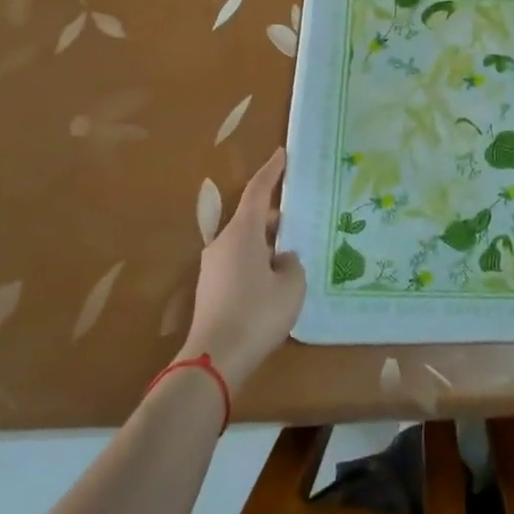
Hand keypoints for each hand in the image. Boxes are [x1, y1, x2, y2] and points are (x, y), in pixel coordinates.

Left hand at [180, 147, 304, 392]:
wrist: (215, 360)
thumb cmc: (257, 313)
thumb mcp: (291, 285)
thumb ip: (292, 263)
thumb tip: (282, 258)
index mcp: (242, 232)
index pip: (257, 191)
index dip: (271, 171)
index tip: (282, 154)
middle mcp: (223, 243)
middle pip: (251, 218)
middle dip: (275, 216)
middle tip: (302, 219)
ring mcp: (213, 267)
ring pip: (245, 242)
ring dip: (267, 242)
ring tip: (293, 253)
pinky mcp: (211, 289)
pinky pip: (239, 262)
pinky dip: (258, 262)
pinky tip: (276, 281)